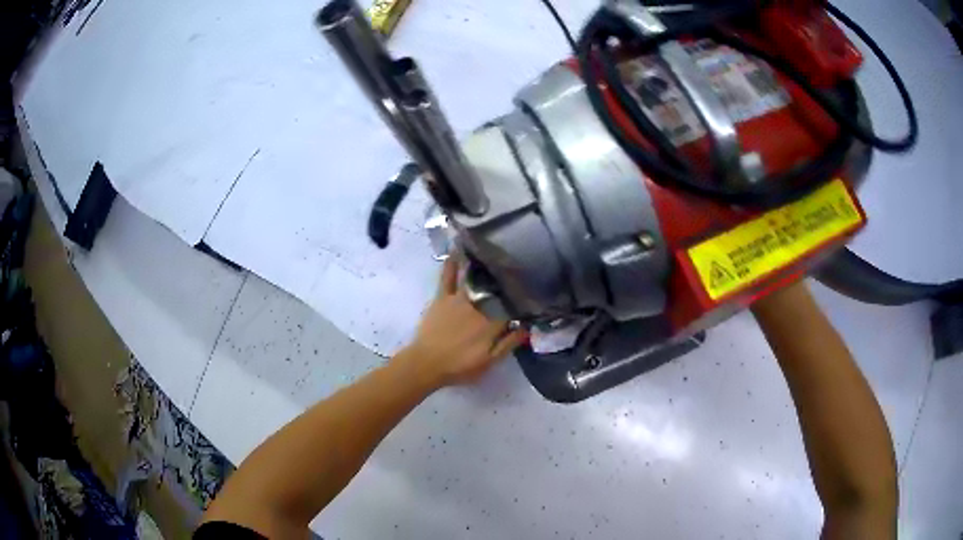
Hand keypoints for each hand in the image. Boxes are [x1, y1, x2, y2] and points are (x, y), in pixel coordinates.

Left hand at [401, 258, 527, 387]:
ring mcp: (459, 298)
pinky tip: (457, 248)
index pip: (512, 305)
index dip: (522, 296)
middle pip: (496, 288)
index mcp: (492, 322)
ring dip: (484, 264)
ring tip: (494, 249)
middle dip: (507, 276)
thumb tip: (527, 325)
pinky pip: (447, 276)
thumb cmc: (460, 366)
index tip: (532, 286)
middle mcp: (478, 305)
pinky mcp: (442, 297)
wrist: (426, 364)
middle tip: (518, 263)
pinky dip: (451, 262)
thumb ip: (509, 343)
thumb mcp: (490, 362)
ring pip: (475, 278)